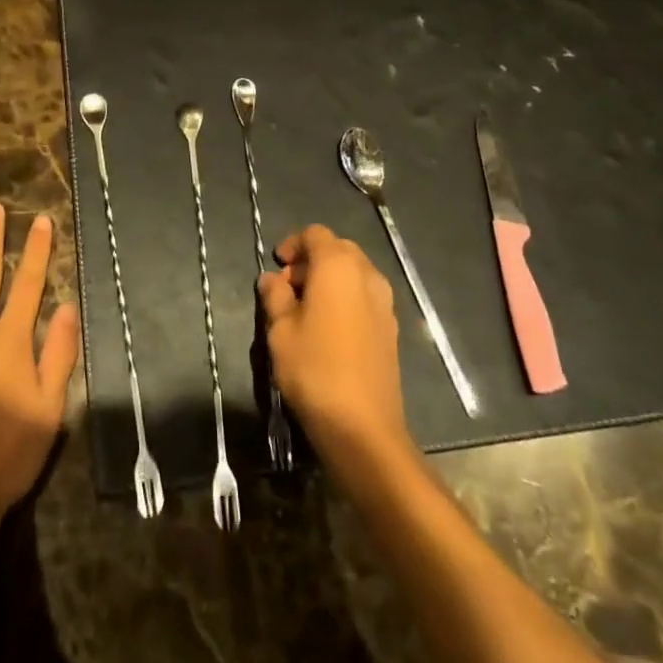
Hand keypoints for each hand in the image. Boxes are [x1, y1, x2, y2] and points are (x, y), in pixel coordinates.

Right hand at [258, 224, 411, 465]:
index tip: (277, 267)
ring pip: (354, 273)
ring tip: (306, 309)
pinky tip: (328, 328)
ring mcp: (384, 302)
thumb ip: (275, 296)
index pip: (315, 234)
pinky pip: (365, 296)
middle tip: (288, 287)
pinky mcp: (391, 328)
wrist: (364, 428)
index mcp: (338, 266)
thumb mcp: (280, 330)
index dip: (293, 244)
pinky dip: (345, 297)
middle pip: (338, 249)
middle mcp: (367, 275)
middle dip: (311, 260)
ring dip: (329, 279)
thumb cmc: (314, 369)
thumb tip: (272, 279)